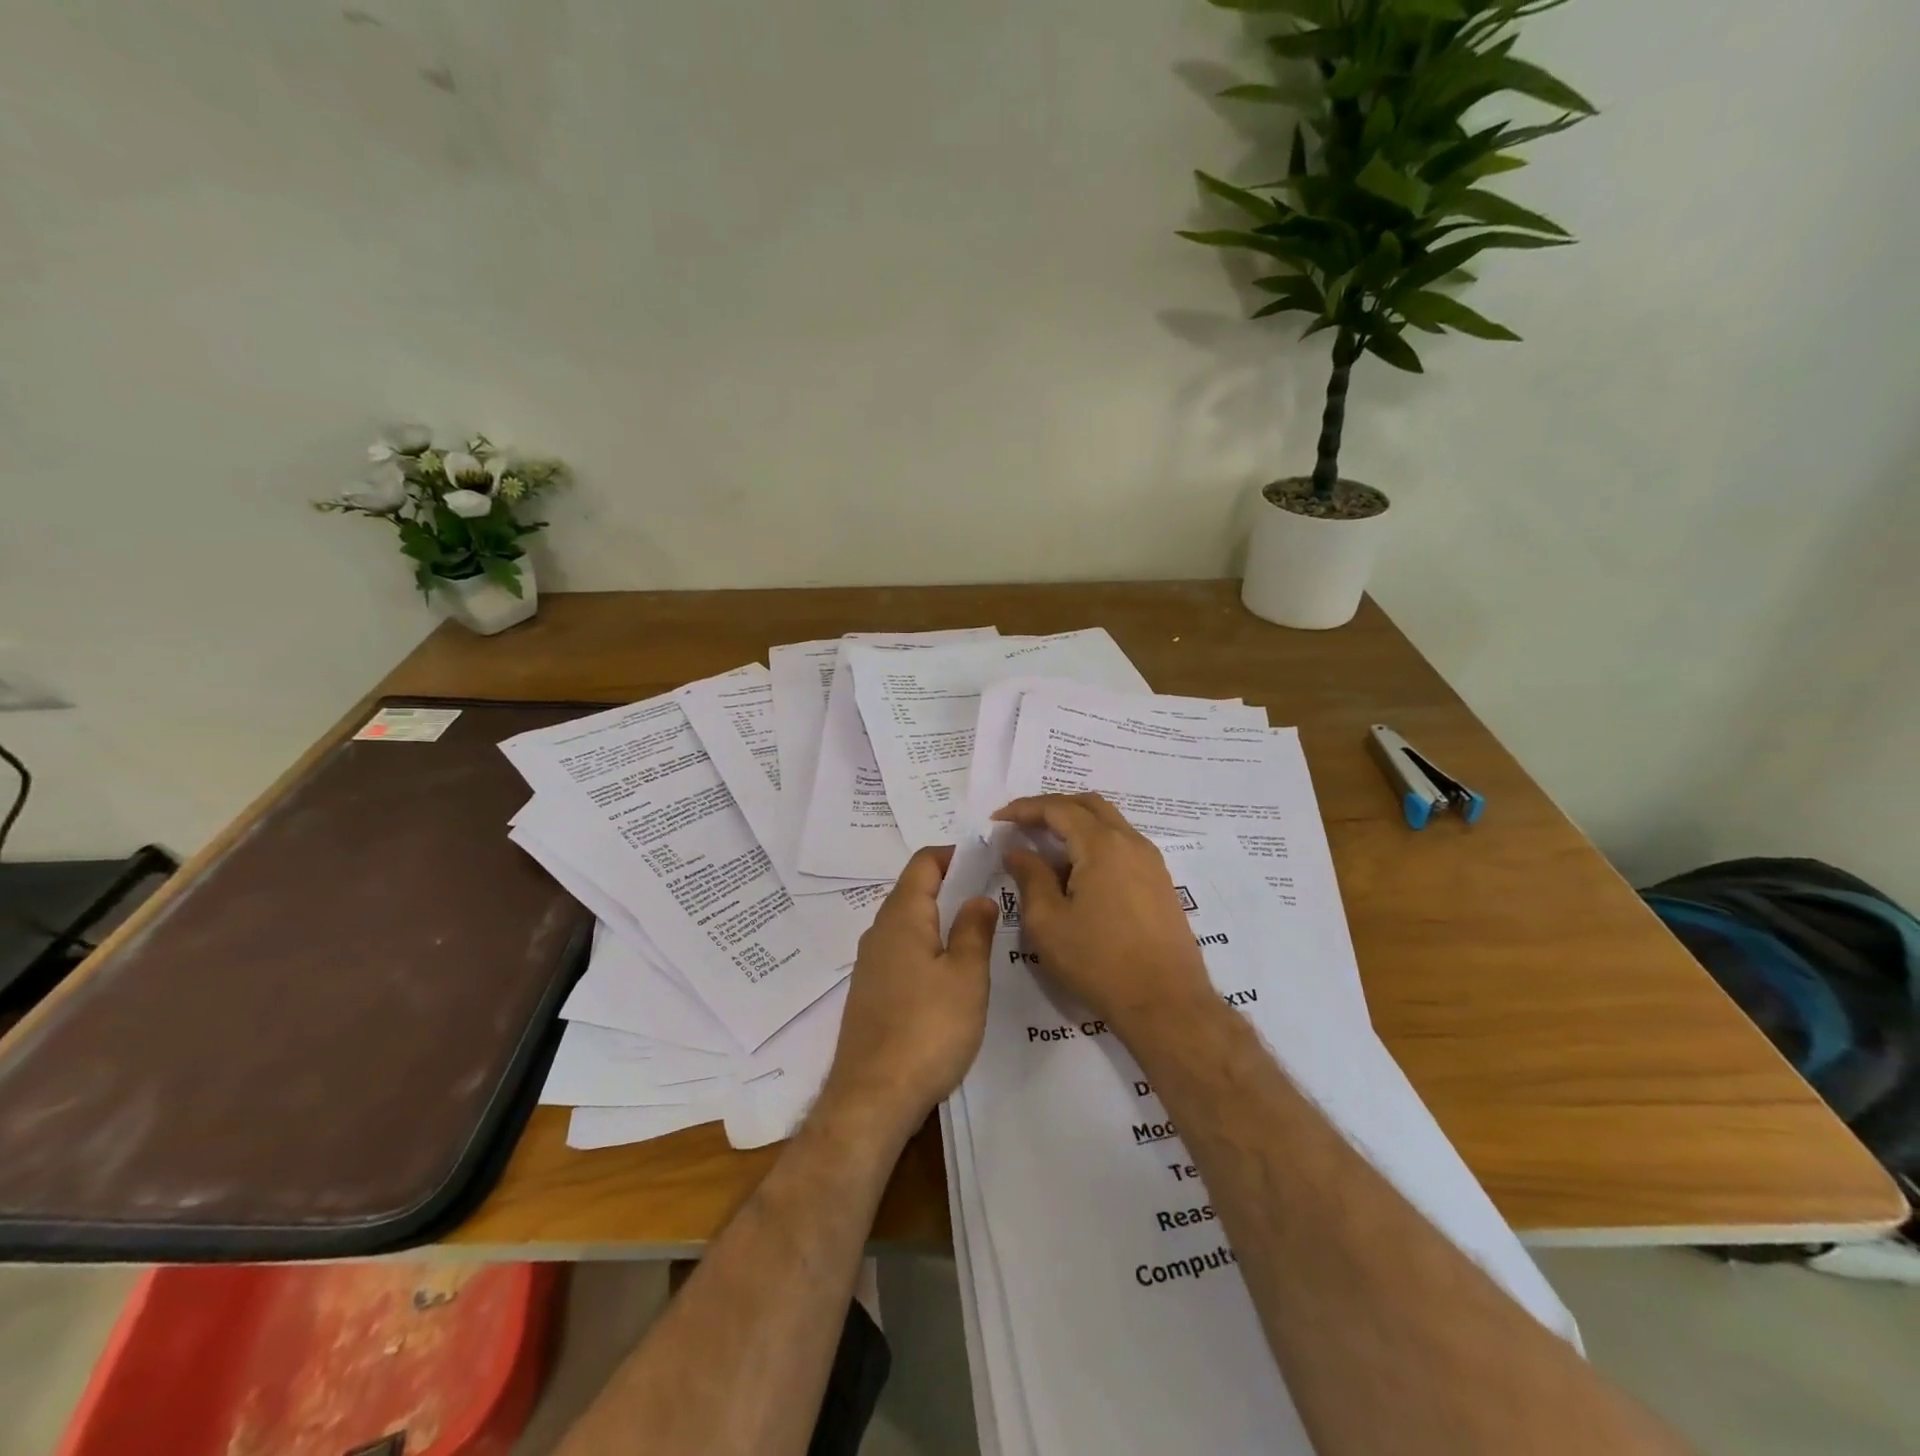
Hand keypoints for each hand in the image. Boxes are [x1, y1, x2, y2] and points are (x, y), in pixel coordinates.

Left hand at [817, 846, 997, 1144]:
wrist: (872, 1098)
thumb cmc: (927, 1029)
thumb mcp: (965, 976)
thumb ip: (973, 930)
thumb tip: (978, 897)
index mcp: (902, 917)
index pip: (924, 863)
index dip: (954, 854)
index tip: (988, 858)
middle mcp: (879, 932)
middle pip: (914, 891)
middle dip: (952, 886)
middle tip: (993, 894)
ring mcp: (871, 965)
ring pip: (909, 924)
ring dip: (941, 919)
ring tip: (979, 932)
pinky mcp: (871, 994)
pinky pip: (903, 953)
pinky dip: (929, 948)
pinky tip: (952, 974)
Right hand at [993, 793, 1215, 1040]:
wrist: (1166, 1004)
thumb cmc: (1098, 962)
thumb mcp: (1048, 922)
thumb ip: (1030, 877)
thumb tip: (1017, 851)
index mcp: (1102, 845)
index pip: (1058, 808)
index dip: (1025, 809)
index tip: (998, 819)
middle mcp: (1131, 842)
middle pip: (1089, 805)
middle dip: (1052, 807)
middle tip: (1022, 823)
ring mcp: (1151, 862)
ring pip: (1109, 823)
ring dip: (1076, 825)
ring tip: (1046, 847)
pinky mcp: (1160, 883)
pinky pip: (1122, 846)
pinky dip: (1095, 844)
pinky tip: (1077, 872)